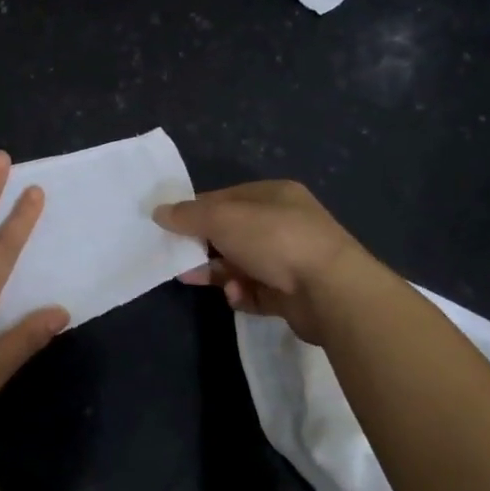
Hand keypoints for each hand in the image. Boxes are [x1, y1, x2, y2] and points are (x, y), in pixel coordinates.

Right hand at [153, 180, 371, 343]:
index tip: (169, 226)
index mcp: (274, 195)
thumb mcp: (223, 219)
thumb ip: (188, 215)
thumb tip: (159, 212)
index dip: (196, 210)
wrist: (330, 291)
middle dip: (203, 246)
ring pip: (241, 264)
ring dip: (218, 272)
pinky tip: (236, 295)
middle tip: (178, 258)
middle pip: (232, 233)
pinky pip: (256, 291)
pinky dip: (241, 293)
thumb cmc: (275, 240)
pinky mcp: (293, 294)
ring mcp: (291, 260)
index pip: (226, 198)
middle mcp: (285, 223)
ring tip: (196, 280)